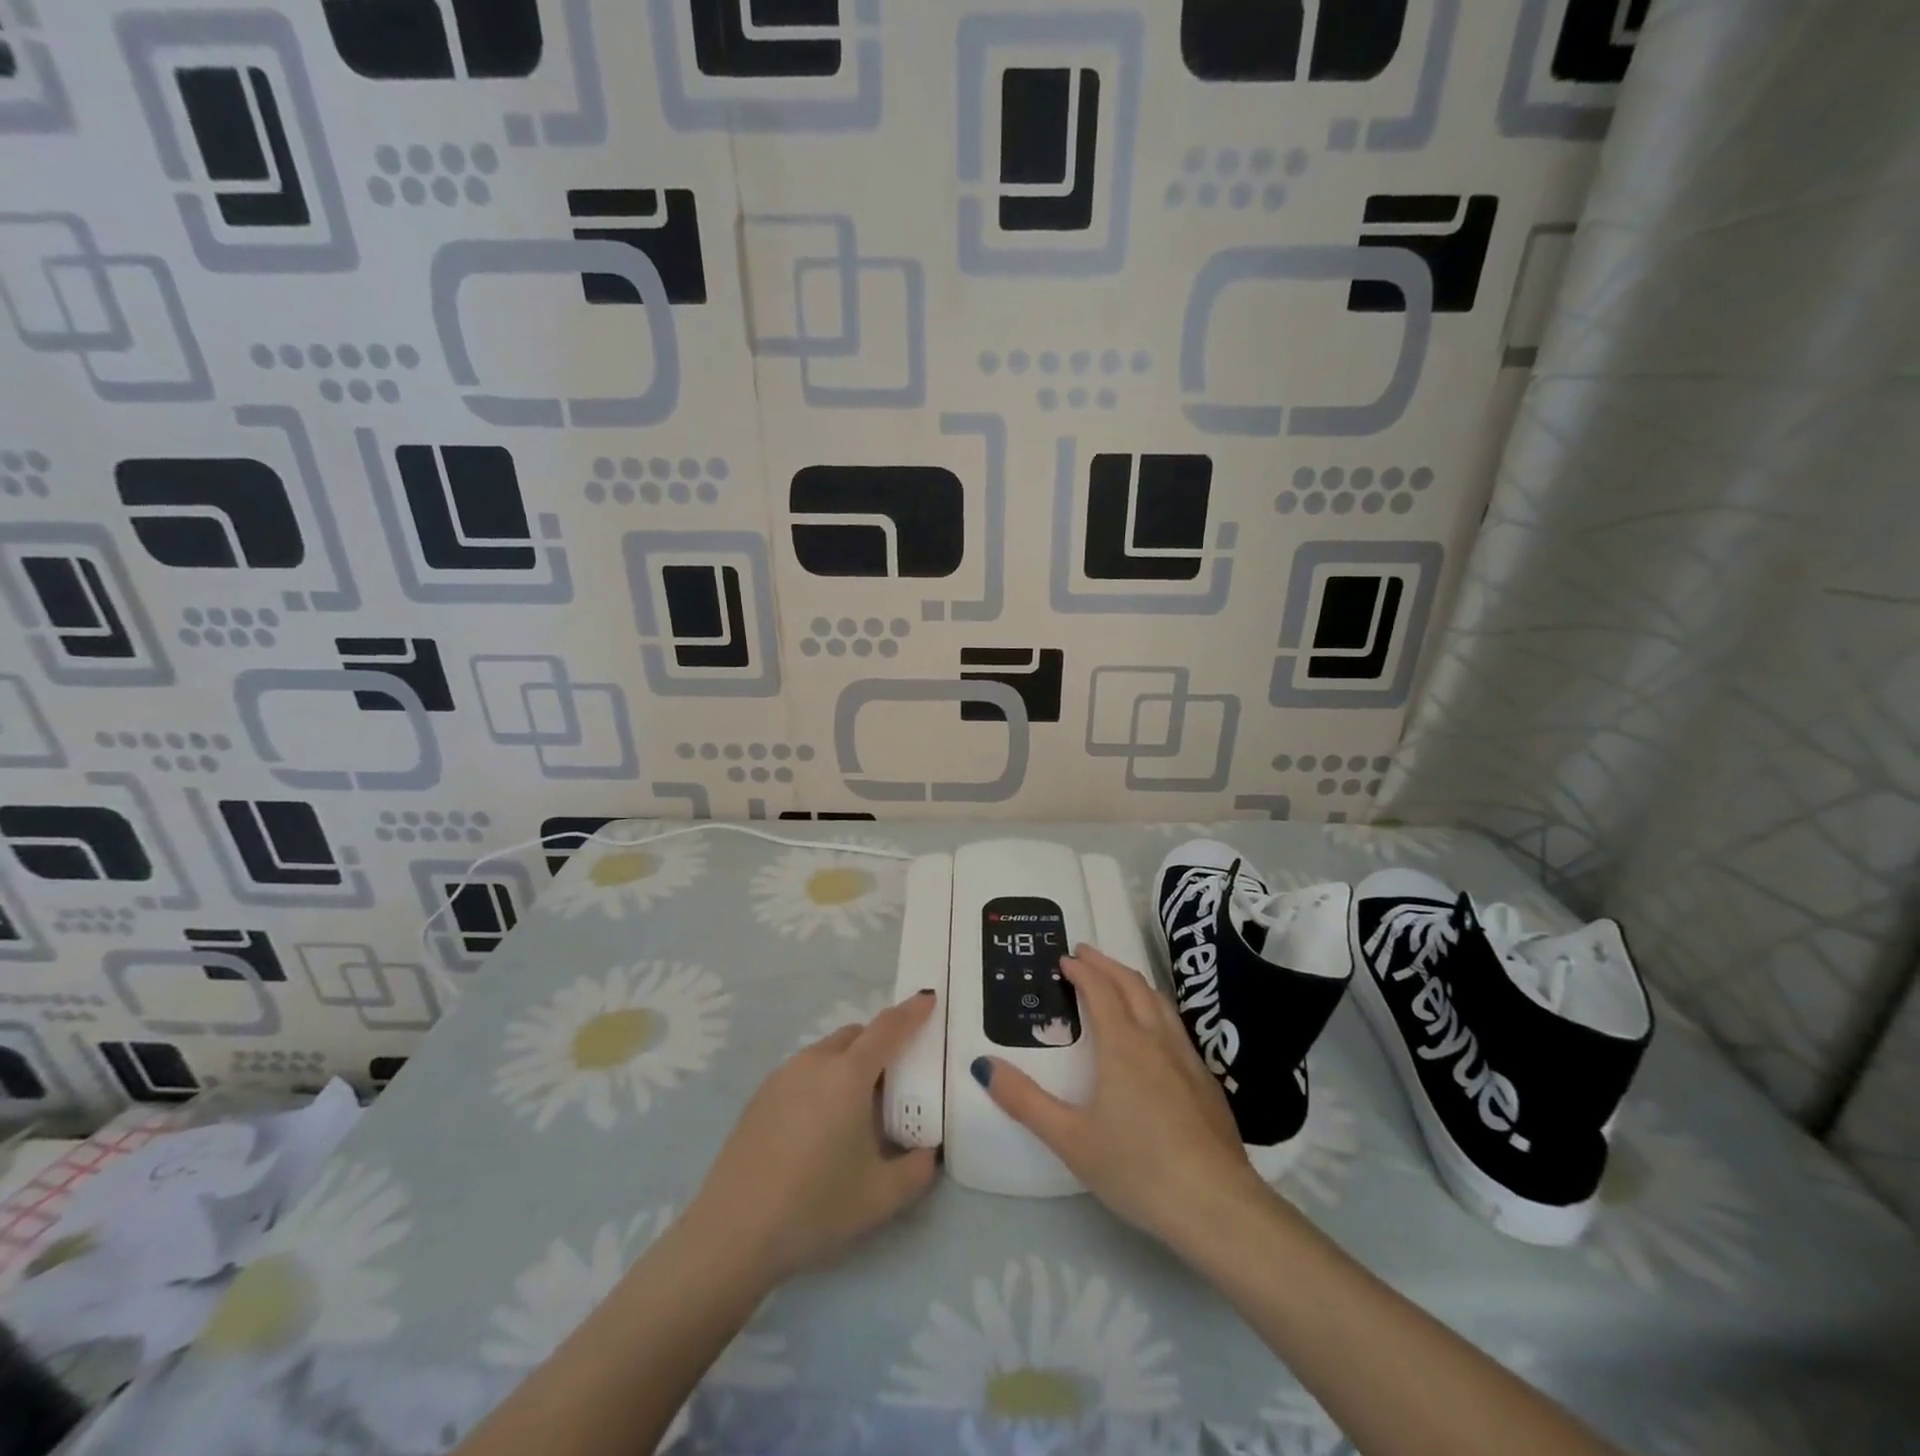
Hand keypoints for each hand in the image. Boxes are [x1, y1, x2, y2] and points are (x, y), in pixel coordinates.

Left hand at [689, 991, 937, 1284]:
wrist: (733, 1233)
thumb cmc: (815, 1207)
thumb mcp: (881, 1197)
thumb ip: (917, 1170)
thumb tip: (928, 1153)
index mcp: (849, 1075)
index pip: (888, 1029)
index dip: (912, 1012)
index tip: (928, 999)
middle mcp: (815, 1062)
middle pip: (856, 1035)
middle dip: (880, 1043)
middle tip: (896, 1079)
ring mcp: (782, 1076)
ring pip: (827, 1052)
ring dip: (849, 1063)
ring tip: (856, 1109)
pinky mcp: (759, 1096)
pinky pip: (803, 1072)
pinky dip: (822, 1080)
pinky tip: (819, 1127)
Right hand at [975, 945, 1264, 1247]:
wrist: (1217, 1206)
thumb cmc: (1137, 1168)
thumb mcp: (1070, 1139)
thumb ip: (1025, 1101)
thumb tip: (983, 1065)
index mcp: (1123, 1045)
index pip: (1100, 990)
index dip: (1082, 970)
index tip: (1065, 959)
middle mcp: (1157, 1040)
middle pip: (1132, 985)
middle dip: (1106, 965)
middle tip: (1086, 954)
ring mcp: (1188, 1059)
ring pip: (1159, 1002)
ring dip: (1134, 982)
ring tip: (1118, 980)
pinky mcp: (1207, 1083)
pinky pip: (1176, 1026)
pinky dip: (1156, 1009)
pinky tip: (1155, 1033)